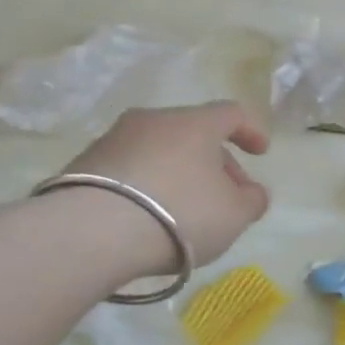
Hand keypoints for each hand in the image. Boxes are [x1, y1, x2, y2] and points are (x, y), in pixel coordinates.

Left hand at [61, 102, 270, 275]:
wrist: (94, 231)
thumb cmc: (181, 213)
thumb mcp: (235, 214)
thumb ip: (252, 200)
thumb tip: (251, 192)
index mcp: (195, 123)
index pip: (230, 113)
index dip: (250, 130)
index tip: (260, 152)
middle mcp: (153, 120)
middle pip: (193, 133)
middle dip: (214, 162)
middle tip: (225, 196)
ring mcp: (114, 139)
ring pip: (159, 150)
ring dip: (178, 173)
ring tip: (184, 210)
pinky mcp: (84, 164)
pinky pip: (130, 169)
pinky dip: (147, 186)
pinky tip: (149, 216)